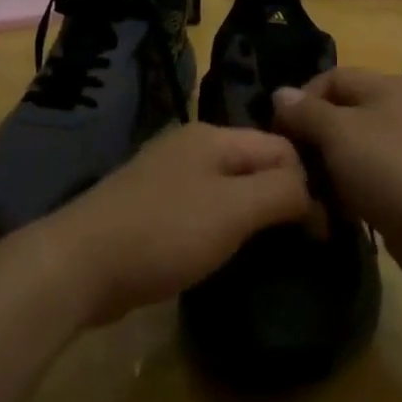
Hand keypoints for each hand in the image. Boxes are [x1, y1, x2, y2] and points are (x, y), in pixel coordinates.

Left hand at [45, 122, 311, 325]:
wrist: (80, 265)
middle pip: (256, 164)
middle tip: (300, 242)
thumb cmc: (164, 232)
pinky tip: (225, 252)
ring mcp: (167, 176)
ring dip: (253, 215)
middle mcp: (192, 146)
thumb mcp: (234, 209)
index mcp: (214, 136)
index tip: (321, 232)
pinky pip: (204, 209)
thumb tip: (314, 195)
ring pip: (230, 189)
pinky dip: (223, 228)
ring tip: (270, 250)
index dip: (308, 184)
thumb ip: (282, 192)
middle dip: (281, 198)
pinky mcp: (152, 208)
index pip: (282, 147)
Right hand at [272, 68, 401, 284]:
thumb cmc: (389, 169)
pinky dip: (351, 190)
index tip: (280, 134)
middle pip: (342, 114)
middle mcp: (401, 109)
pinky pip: (370, 177)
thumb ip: (306, 111)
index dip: (300, 101)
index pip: (331, 78)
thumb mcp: (339, 133)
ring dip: (329, 169)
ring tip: (313, 194)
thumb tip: (280, 93)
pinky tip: (338, 212)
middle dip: (313, 139)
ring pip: (354, 150)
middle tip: (294, 167)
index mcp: (387, 86)